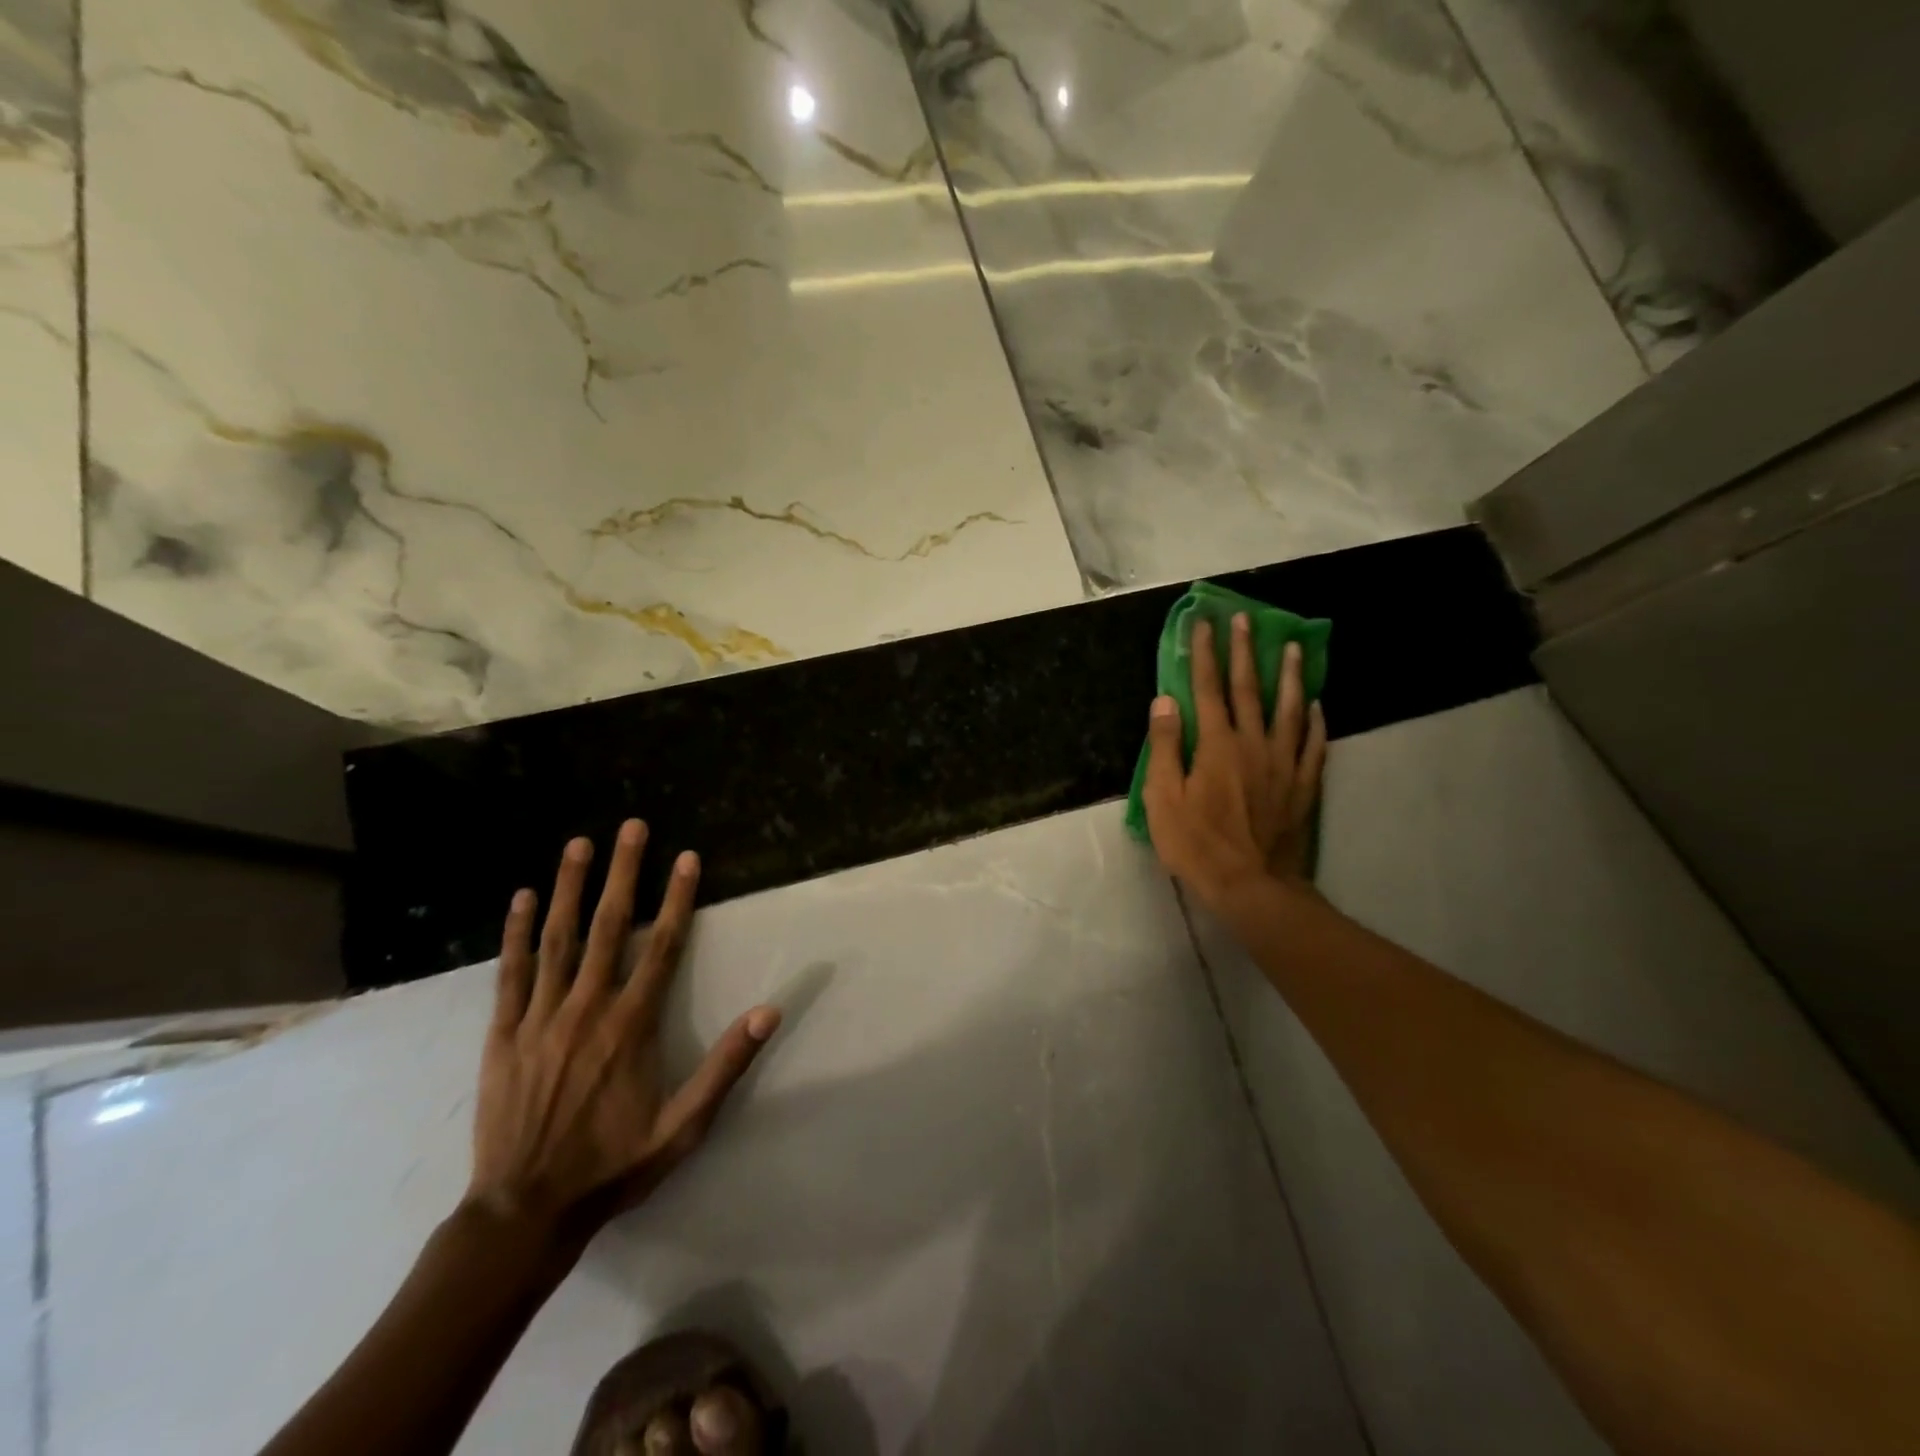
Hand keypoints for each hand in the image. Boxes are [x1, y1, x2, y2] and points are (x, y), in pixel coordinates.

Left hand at [466, 820, 779, 1240]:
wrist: (524, 1212)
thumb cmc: (612, 1166)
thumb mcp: (683, 1126)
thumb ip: (725, 1066)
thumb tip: (769, 1011)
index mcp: (631, 1026)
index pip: (661, 946)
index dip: (677, 898)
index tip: (686, 857)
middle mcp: (586, 1008)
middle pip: (608, 927)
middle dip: (623, 873)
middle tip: (631, 827)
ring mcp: (539, 1018)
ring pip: (557, 940)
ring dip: (569, 887)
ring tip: (578, 844)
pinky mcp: (502, 1034)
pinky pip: (510, 974)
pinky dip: (514, 933)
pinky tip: (519, 899)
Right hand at [1143, 613, 1326, 909]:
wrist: (1252, 886)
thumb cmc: (1197, 845)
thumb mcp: (1163, 798)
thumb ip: (1165, 747)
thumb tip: (1165, 701)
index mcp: (1216, 745)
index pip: (1207, 688)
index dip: (1204, 654)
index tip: (1204, 623)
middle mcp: (1253, 744)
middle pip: (1249, 689)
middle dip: (1244, 651)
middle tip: (1246, 619)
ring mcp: (1283, 763)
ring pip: (1288, 710)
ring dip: (1289, 676)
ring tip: (1293, 648)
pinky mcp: (1303, 786)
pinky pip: (1313, 745)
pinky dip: (1314, 722)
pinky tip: (1315, 706)